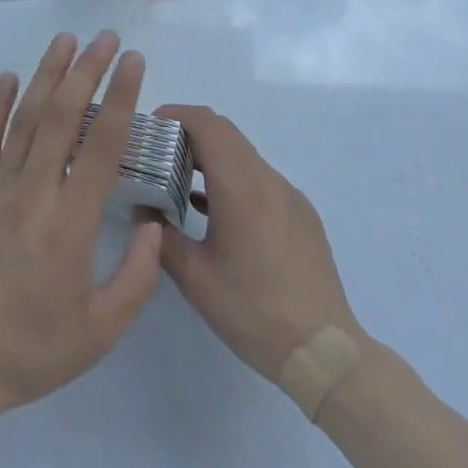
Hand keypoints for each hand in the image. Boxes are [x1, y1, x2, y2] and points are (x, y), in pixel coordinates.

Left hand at [0, 32, 163, 417]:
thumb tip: (153, 224)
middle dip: (87, 70)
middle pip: (63, 116)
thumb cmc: (33, 348)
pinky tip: (9, 77)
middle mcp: (35, 191)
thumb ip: (138, 276)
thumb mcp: (101, 330)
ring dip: (47, 74)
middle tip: (106, 38)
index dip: (121, 97)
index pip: (102, 144)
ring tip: (65, 40)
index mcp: (71, 221)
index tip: (134, 61)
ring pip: (26, 117)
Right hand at [155, 104, 358, 382]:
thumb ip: (161, 237)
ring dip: (212, 156)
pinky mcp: (301, 214)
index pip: (207, 123)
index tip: (150, 129)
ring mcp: (289, 195)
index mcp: (241, 186)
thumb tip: (142, 210)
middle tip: (159, 154)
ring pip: (243, 155)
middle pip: (225, 132)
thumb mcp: (195, 279)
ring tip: (180, 182)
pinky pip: (260, 179)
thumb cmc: (254, 311)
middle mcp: (268, 179)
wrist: (325, 352)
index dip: (176, 115)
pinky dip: (233, 178)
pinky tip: (215, 212)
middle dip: (189, 133)